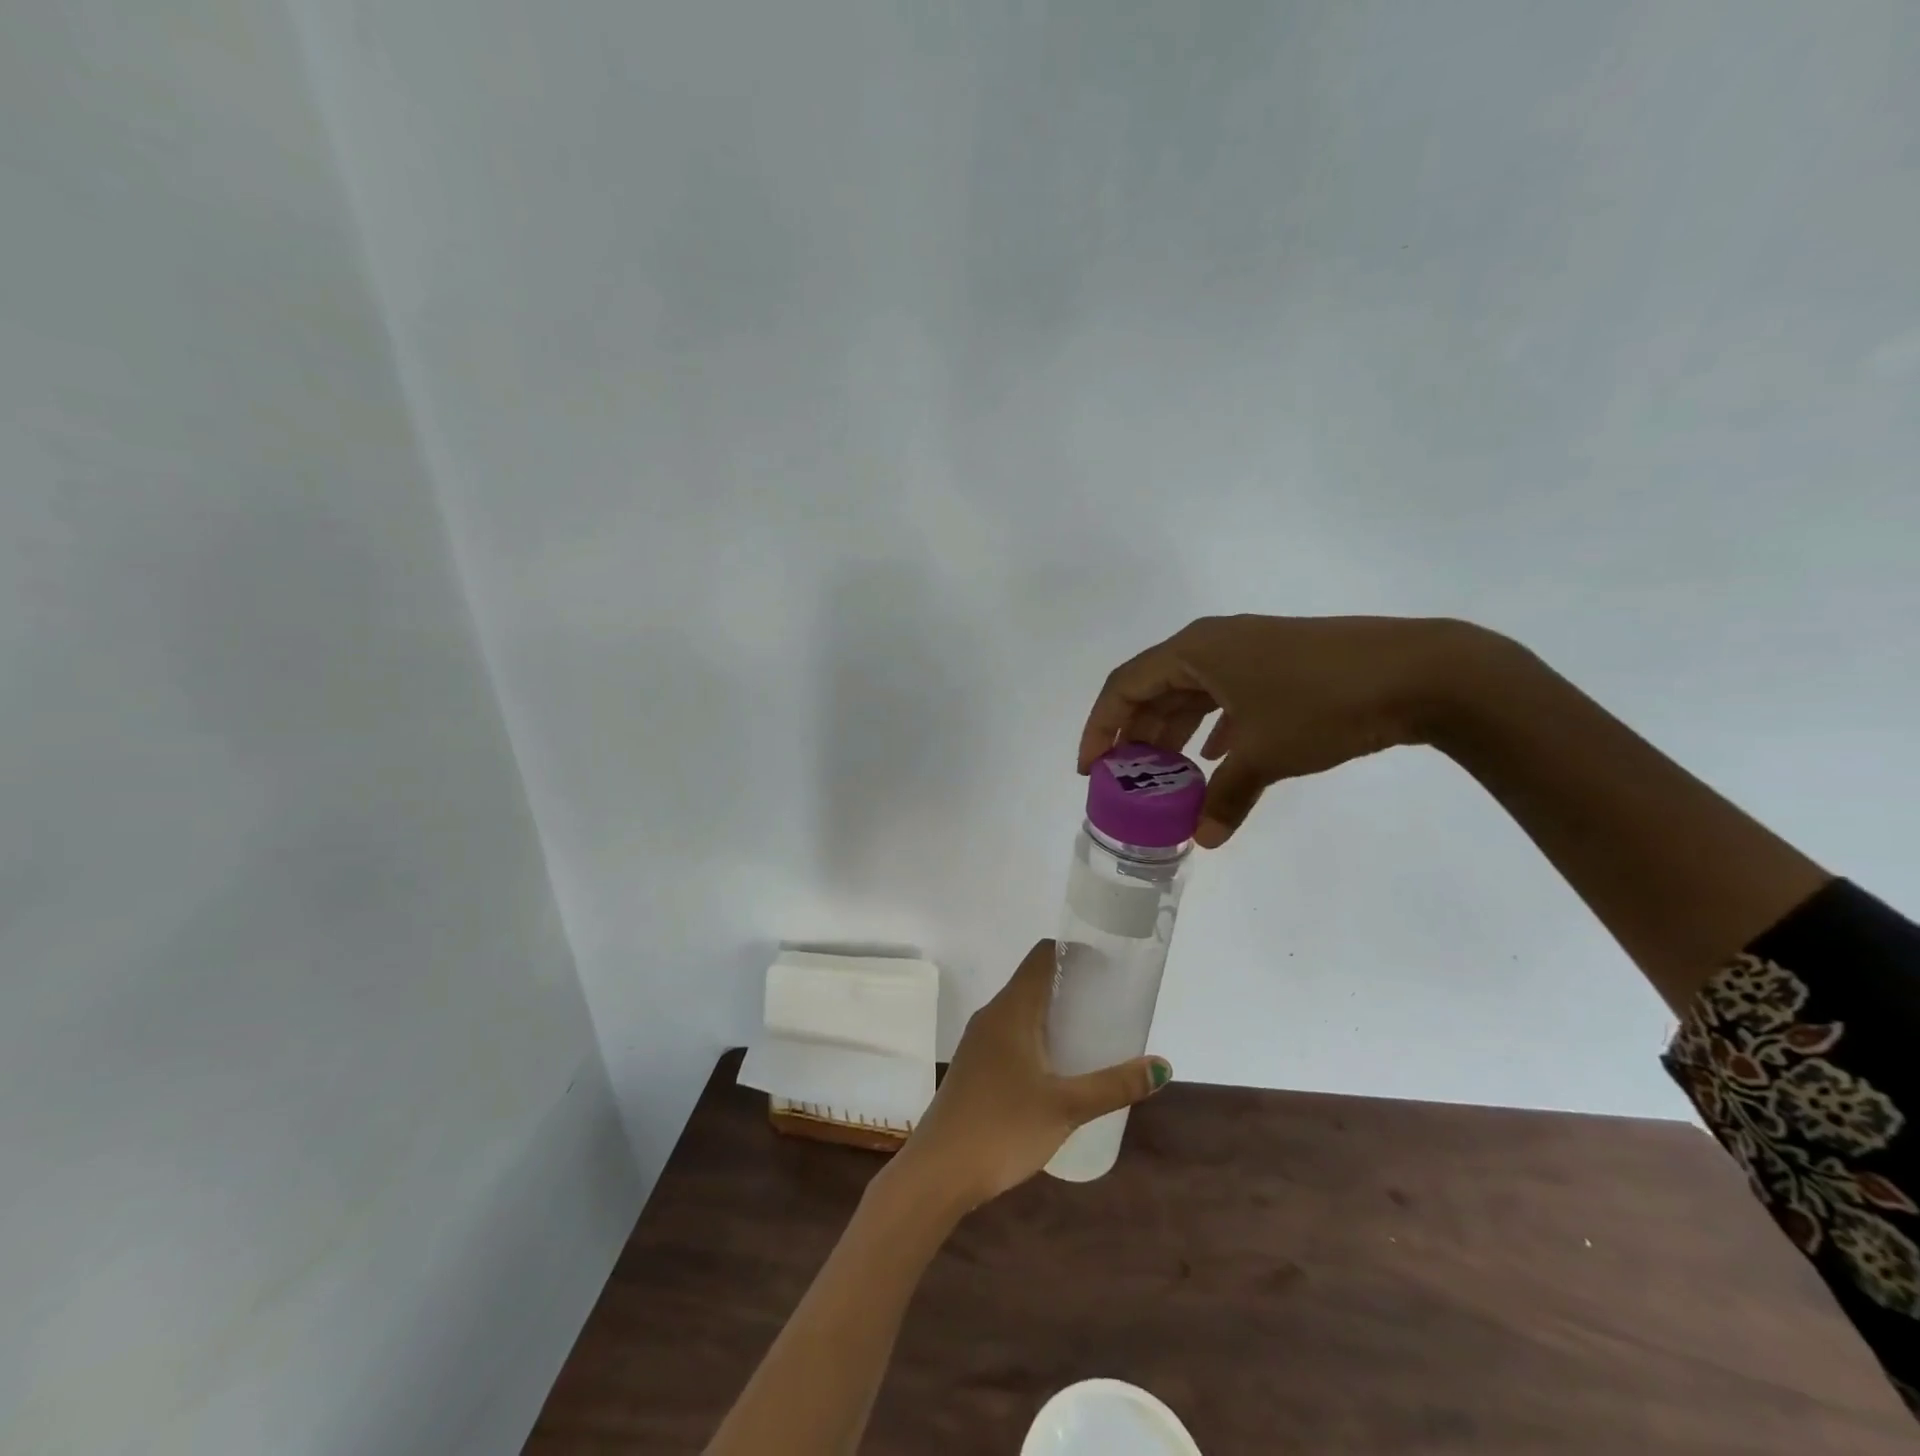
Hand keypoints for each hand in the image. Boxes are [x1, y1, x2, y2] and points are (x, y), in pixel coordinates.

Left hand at [896, 939, 1169, 1209]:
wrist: (939, 1171)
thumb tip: (1161, 1066)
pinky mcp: (975, 1066)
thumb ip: (1114, 1085)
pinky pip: (1011, 1034)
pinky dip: (1038, 1035)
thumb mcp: (1066, 1107)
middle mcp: (992, 1015)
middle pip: (1034, 981)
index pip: (1042, 956)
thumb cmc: (1003, 1127)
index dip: (1075, 952)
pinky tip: (1058, 1066)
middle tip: (1111, 1001)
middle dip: (1071, 985)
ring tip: (1092, 1032)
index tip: (1108, 965)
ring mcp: (979, 1041)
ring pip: (1022, 1010)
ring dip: (1054, 1012)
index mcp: (1011, 1009)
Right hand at [1079, 614, 1489, 846]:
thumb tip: (1204, 839)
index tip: (1091, 769)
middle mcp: (1215, 642)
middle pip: (1155, 687)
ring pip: (1192, 692)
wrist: (1422, 671)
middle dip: (1137, 734)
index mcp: (1196, 650)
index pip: (1125, 686)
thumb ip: (1226, 797)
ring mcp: (1250, 650)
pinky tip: (1216, 755)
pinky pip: (1226, 694)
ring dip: (1174, 732)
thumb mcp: (1266, 754)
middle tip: (1127, 779)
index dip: (1100, 727)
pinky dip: (1212, 726)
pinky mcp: (1280, 663)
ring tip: (1165, 775)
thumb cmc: (1323, 703)